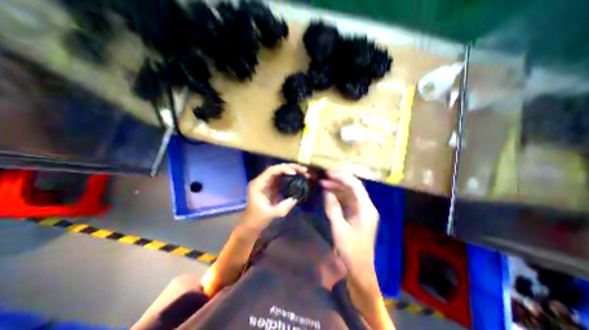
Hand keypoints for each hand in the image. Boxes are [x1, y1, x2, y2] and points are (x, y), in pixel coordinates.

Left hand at [243, 164, 308, 233]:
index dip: (283, 169)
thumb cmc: (258, 219)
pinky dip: (291, 176)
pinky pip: (282, 178)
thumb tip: (296, 198)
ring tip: (304, 172)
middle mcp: (262, 180)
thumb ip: (283, 207)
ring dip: (292, 170)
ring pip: (280, 172)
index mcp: (258, 184)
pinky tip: (299, 177)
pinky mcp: (272, 186)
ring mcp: (267, 182)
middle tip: (303, 170)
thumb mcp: (271, 214)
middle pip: (277, 169)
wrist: (252, 224)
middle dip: (290, 167)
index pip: (271, 171)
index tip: (295, 173)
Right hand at [320, 171, 379, 279]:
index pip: (355, 186)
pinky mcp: (356, 214)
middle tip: (324, 175)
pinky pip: (347, 200)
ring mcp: (362, 210)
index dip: (342, 177)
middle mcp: (366, 206)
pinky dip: (338, 195)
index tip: (328, 173)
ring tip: (323, 182)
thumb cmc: (351, 250)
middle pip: (353, 187)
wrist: (359, 268)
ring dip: (337, 187)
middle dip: (339, 179)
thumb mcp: (339, 228)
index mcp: (366, 209)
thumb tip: (326, 191)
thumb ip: (333, 207)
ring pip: (349, 192)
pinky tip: (328, 192)